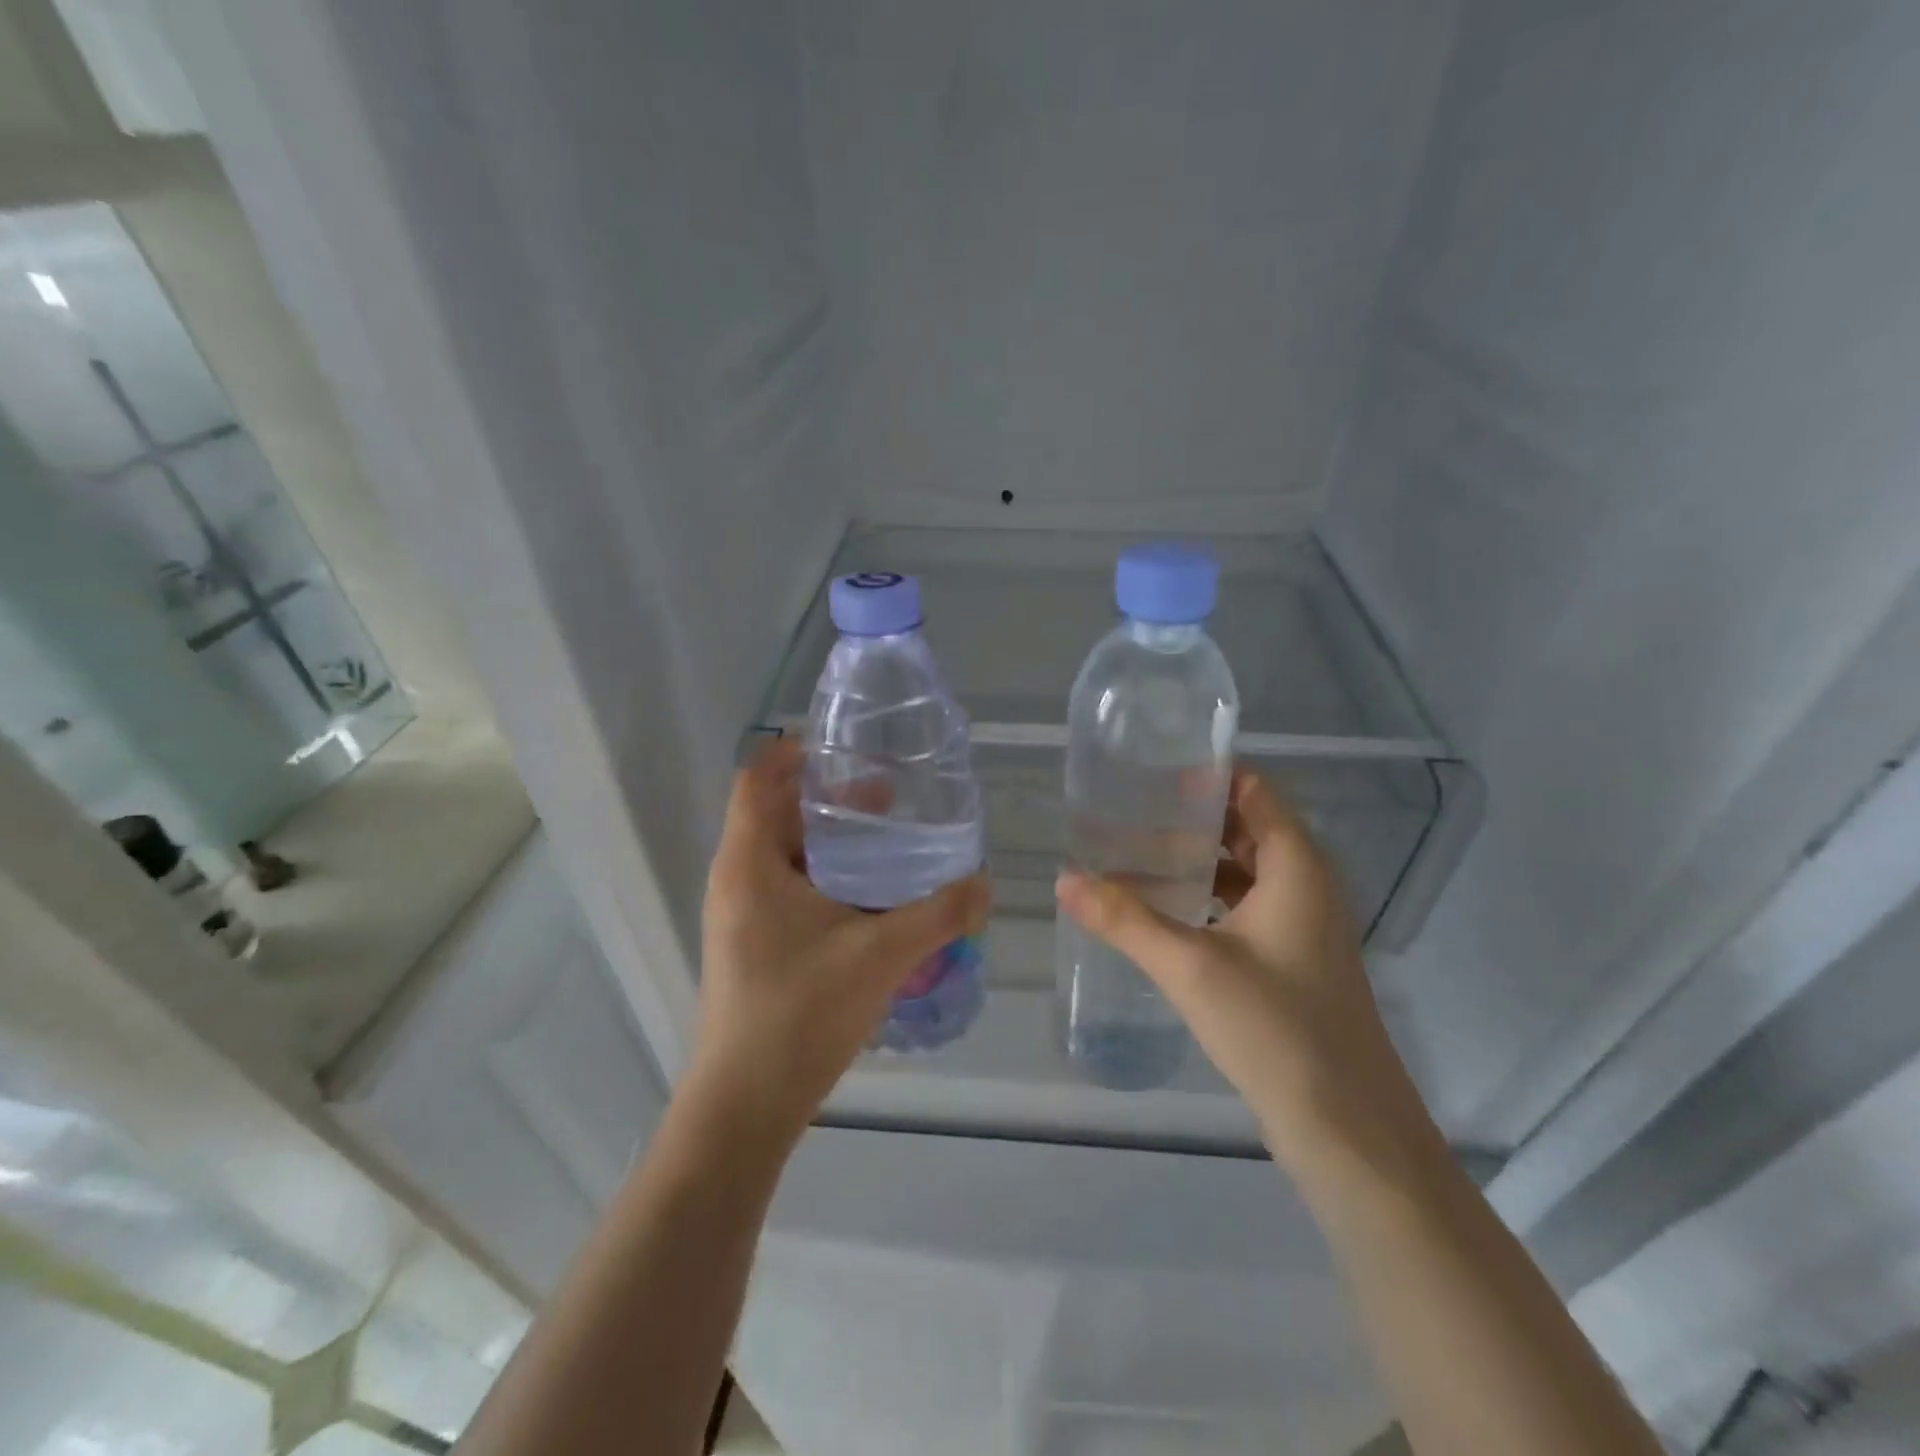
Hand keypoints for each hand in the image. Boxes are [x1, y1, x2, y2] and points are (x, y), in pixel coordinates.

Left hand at [691, 739, 990, 1147]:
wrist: (745, 1106)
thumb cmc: (801, 1013)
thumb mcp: (881, 954)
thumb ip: (939, 914)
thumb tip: (987, 884)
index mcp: (749, 864)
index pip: (757, 779)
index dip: (794, 752)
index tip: (845, 747)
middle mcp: (736, 880)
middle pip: (775, 813)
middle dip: (829, 798)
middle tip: (886, 794)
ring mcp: (740, 916)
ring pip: (784, 855)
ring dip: (830, 841)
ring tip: (886, 840)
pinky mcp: (752, 945)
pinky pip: (787, 889)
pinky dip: (825, 877)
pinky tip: (869, 897)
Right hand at [1056, 768, 1438, 1174]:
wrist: (1347, 1129)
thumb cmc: (1276, 1030)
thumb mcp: (1190, 967)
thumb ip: (1125, 918)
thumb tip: (1064, 879)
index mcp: (1297, 866)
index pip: (1252, 791)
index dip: (1203, 776)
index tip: (1147, 770)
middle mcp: (1306, 883)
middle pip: (1244, 826)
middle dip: (1187, 817)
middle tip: (1124, 811)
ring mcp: (1301, 924)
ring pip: (1243, 869)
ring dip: (1194, 859)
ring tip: (1131, 852)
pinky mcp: (1291, 959)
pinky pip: (1244, 905)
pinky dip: (1205, 896)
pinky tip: (1161, 909)